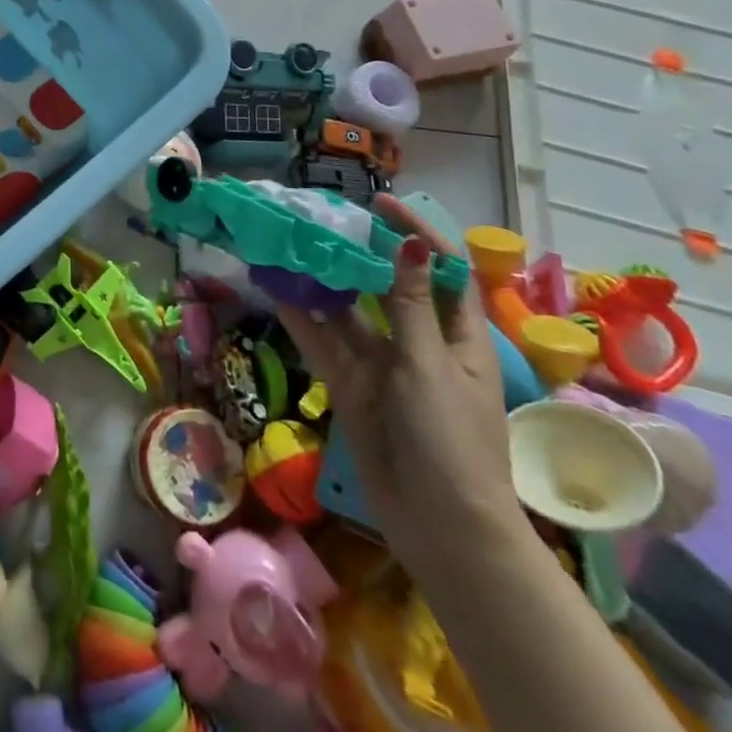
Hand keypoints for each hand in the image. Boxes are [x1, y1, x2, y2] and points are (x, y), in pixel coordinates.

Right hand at [278, 231, 523, 577]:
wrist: (439, 527)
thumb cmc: (451, 441)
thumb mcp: (431, 367)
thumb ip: (411, 305)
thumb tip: (409, 245)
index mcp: (457, 337)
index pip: (443, 271)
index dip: (417, 234)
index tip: (380, 204)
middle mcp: (419, 344)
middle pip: (389, 286)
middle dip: (360, 252)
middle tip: (321, 220)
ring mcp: (382, 365)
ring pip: (349, 311)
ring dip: (323, 281)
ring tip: (289, 246)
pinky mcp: (352, 385)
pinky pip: (324, 342)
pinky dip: (301, 316)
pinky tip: (275, 289)